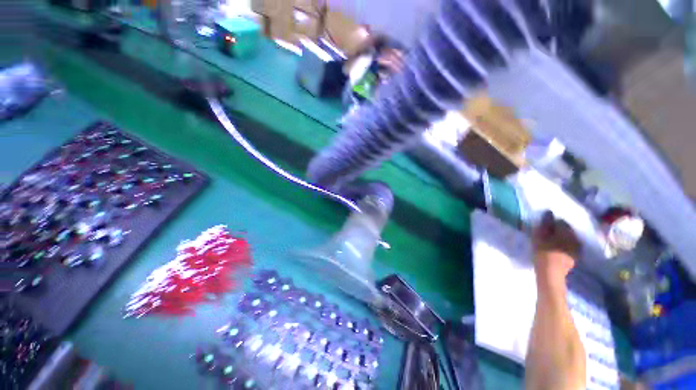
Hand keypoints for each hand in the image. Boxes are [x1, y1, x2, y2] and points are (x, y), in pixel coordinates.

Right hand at [532, 211, 579, 283]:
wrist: (551, 274)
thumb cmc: (543, 252)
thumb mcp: (540, 236)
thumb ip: (545, 224)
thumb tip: (549, 212)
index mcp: (567, 232)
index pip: (562, 222)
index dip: (552, 222)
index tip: (544, 226)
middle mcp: (575, 238)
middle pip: (567, 230)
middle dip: (559, 230)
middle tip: (548, 233)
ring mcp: (577, 249)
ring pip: (570, 238)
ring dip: (562, 238)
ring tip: (552, 241)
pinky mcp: (575, 257)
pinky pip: (571, 247)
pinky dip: (564, 245)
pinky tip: (557, 249)